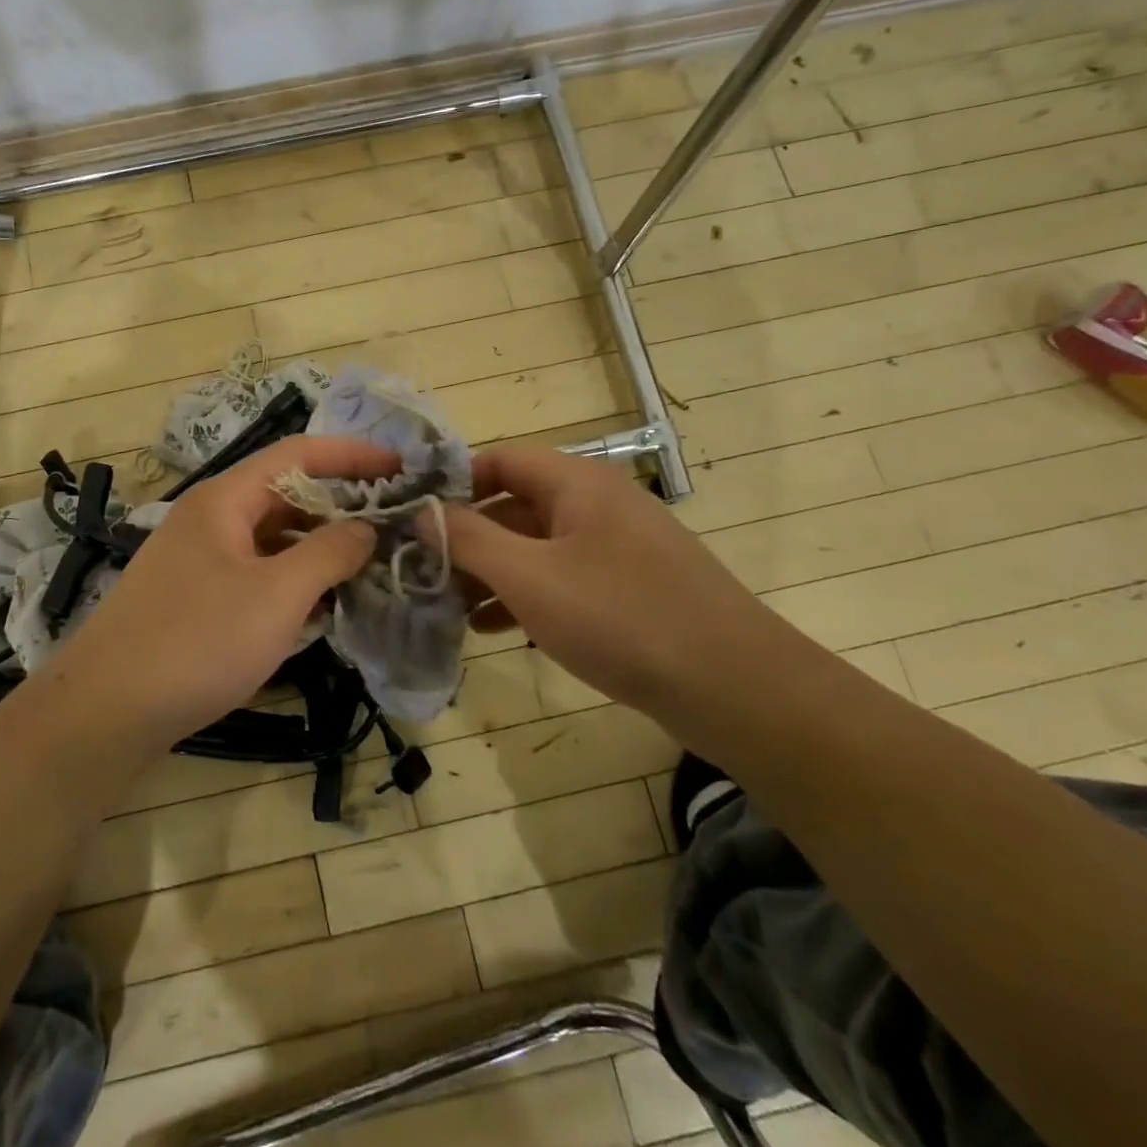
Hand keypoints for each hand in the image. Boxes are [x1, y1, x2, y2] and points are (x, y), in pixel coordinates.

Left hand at [49, 435, 397, 750]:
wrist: (106, 711)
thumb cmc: (197, 642)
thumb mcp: (276, 595)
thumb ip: (329, 553)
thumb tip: (367, 527)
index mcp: (225, 499)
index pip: (297, 454)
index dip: (352, 454)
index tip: (401, 466)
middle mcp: (211, 518)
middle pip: (285, 493)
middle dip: (340, 504)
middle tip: (393, 522)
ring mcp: (201, 558)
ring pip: (272, 536)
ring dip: (319, 545)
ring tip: (368, 563)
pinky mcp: (197, 596)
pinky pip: (257, 571)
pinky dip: (293, 579)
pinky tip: (322, 605)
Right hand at [439, 446, 807, 714]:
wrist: (735, 687)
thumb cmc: (620, 618)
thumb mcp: (529, 577)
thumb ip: (469, 539)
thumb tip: (421, 512)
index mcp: (576, 483)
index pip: (498, 460)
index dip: (451, 483)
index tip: (411, 516)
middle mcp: (596, 503)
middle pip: (514, 504)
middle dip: (466, 537)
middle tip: (423, 570)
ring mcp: (616, 546)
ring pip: (535, 546)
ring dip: (491, 571)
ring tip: (448, 606)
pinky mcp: (628, 587)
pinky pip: (561, 577)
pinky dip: (525, 595)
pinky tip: (495, 628)